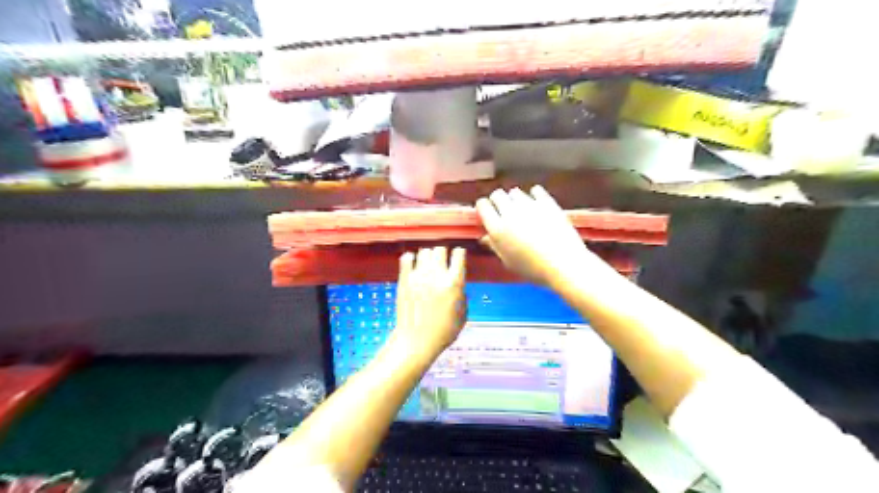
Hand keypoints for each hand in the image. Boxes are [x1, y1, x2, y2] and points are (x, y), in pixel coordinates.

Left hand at [391, 245, 465, 357]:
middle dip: (443, 253)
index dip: (459, 254)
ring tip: (427, 264)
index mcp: (454, 283)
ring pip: (424, 251)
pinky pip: (406, 258)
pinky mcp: (404, 279)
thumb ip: (462, 294)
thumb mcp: (463, 314)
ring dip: (427, 256)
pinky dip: (410, 258)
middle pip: (440, 249)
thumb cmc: (442, 332)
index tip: (457, 256)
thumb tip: (458, 284)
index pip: (458, 254)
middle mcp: (437, 275)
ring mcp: (419, 276)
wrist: (416, 341)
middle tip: (441, 261)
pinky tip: (412, 264)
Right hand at [473, 187, 611, 289]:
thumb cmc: (533, 269)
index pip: (482, 205)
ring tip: (522, 210)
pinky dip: (534, 195)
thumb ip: (494, 246)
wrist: (564, 265)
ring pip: (515, 192)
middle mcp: (510, 213)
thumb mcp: (508, 262)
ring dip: (515, 199)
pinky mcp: (547, 202)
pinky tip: (536, 204)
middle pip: (497, 195)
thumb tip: (485, 237)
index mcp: (497, 228)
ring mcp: (529, 206)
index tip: (487, 213)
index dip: (484, 208)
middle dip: (498, 201)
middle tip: (504, 211)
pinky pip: (535, 191)